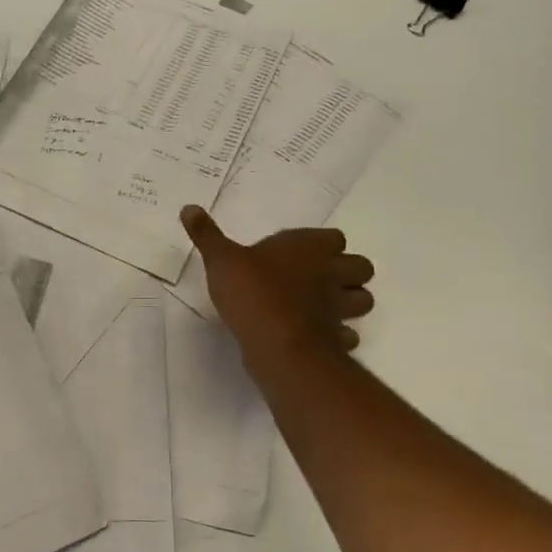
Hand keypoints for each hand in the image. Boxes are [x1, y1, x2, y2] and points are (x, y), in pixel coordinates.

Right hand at [181, 206, 375, 360]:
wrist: (276, 343)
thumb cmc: (252, 292)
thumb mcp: (221, 260)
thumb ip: (207, 235)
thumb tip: (189, 207)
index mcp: (308, 248)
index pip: (335, 238)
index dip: (325, 245)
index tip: (305, 252)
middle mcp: (331, 274)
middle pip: (362, 267)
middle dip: (349, 272)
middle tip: (321, 279)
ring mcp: (338, 308)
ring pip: (363, 300)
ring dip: (351, 302)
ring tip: (325, 307)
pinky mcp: (337, 340)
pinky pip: (348, 336)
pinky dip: (339, 336)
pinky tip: (320, 337)